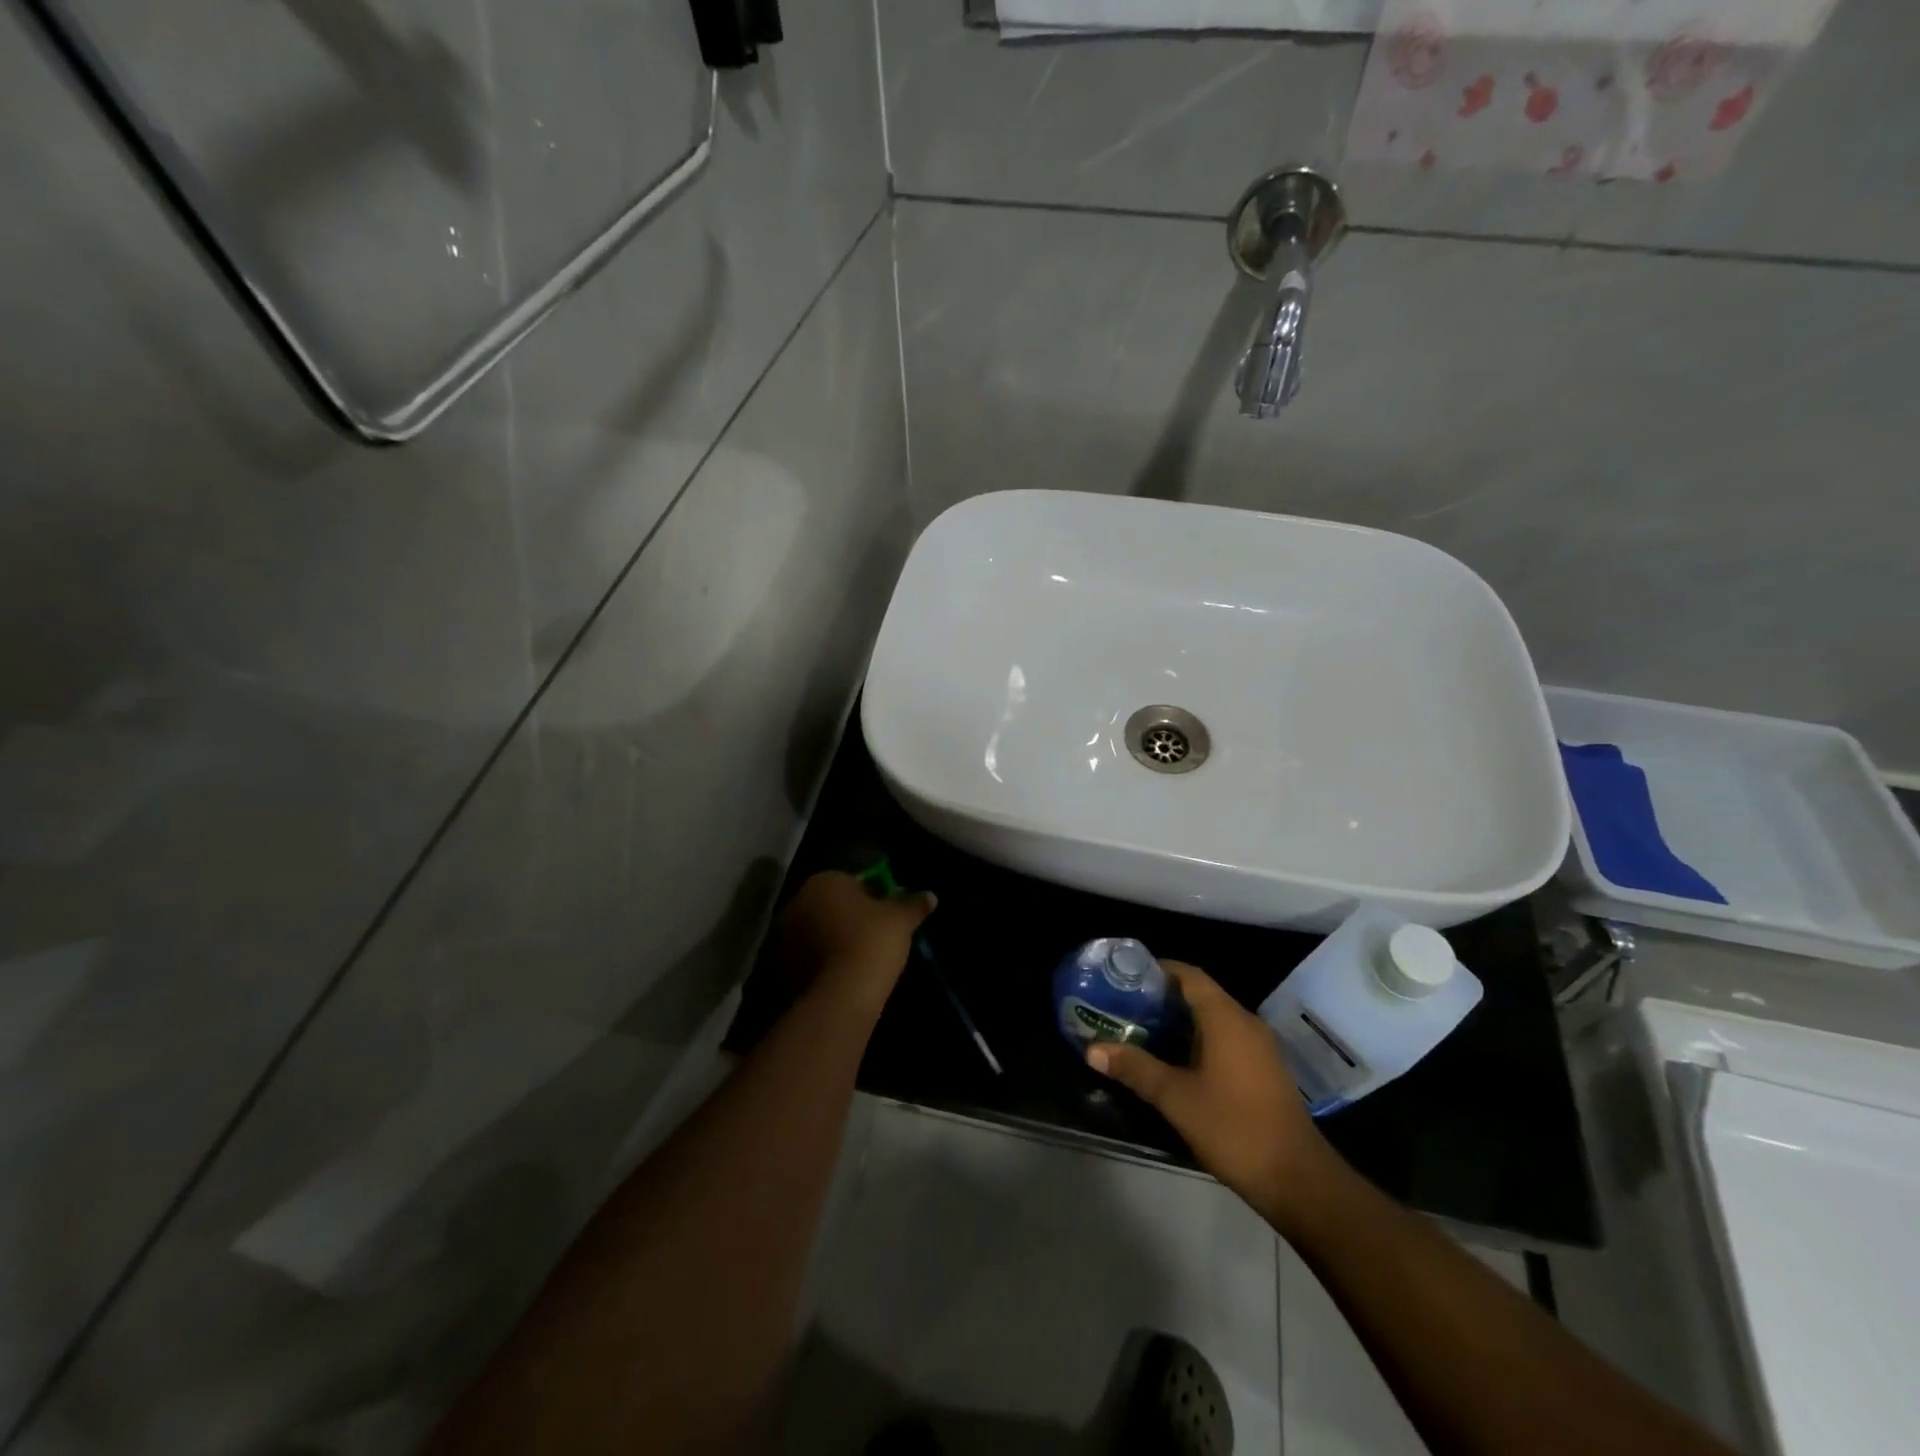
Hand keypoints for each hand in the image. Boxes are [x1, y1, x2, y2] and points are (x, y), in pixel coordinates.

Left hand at [772, 871, 935, 1011]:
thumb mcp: (900, 920)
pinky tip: (843, 973)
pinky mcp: (782, 965)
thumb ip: (913, 904)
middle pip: (830, 904)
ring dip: (833, 938)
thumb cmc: (872, 941)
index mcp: (824, 881)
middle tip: (874, 934)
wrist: (842, 994)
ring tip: (859, 956)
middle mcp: (798, 901)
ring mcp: (786, 934)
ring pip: (817, 929)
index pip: (851, 881)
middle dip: (848, 915)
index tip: (886, 913)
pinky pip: (809, 955)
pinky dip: (822, 960)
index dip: (871, 895)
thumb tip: (931, 896)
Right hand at [1087, 961, 1334, 1226]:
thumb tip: (1092, 1049)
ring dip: (1180, 1021)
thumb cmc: (1234, 1128)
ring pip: (1213, 1019)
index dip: (1158, 969)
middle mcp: (1246, 1023)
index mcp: (1226, 1018)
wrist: (1298, 1180)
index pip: (1189, 975)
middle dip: (1163, 997)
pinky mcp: (1264, 1070)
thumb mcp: (1176, 1098)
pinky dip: (1198, 1039)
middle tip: (1125, 1005)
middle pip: (1200, 994)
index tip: (1126, 976)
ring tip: (1141, 1029)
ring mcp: (1259, 1048)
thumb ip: (1135, 1068)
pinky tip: (1175, 1060)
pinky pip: (1226, 1039)